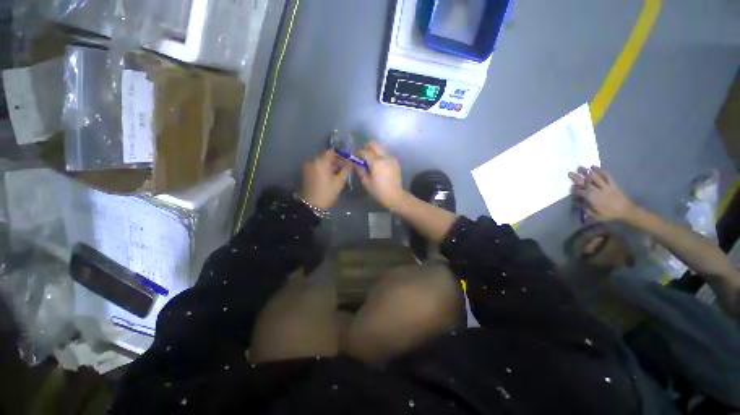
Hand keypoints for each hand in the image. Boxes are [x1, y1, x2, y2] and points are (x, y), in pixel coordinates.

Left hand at [301, 150, 349, 208]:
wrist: (312, 205)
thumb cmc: (327, 193)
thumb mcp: (339, 181)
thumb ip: (346, 169)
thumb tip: (351, 162)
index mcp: (321, 162)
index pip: (332, 152)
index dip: (341, 155)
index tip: (347, 161)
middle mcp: (313, 161)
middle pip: (326, 157)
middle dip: (336, 162)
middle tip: (345, 169)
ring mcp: (308, 167)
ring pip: (322, 162)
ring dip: (331, 166)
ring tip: (338, 175)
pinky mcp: (306, 173)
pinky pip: (317, 167)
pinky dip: (324, 170)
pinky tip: (330, 177)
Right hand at [355, 143, 406, 209]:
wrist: (395, 196)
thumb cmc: (378, 191)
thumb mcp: (366, 182)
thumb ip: (360, 170)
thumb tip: (355, 163)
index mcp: (376, 162)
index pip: (365, 151)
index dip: (358, 152)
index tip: (354, 156)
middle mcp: (385, 157)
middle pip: (374, 145)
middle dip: (366, 148)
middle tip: (362, 155)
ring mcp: (392, 158)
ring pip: (381, 149)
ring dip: (374, 152)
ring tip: (369, 161)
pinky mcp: (395, 162)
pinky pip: (386, 155)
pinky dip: (380, 156)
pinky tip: (378, 165)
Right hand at [569, 166, 636, 221]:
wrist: (626, 211)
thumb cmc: (609, 214)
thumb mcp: (595, 216)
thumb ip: (585, 209)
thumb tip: (578, 203)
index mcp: (592, 198)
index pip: (579, 192)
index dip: (574, 189)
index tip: (570, 187)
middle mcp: (597, 190)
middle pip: (586, 182)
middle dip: (577, 177)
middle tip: (570, 172)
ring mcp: (605, 186)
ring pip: (595, 177)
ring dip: (587, 172)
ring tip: (581, 167)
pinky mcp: (612, 184)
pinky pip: (606, 176)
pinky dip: (600, 170)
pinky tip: (594, 167)